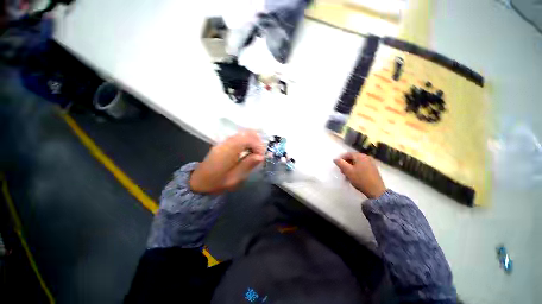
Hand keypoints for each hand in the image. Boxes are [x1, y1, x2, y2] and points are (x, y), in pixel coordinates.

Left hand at [190, 130, 264, 193]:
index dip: (258, 146)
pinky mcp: (224, 143)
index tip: (261, 157)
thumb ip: (247, 165)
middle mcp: (226, 143)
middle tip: (260, 154)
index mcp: (228, 151)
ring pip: (243, 133)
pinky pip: (239, 137)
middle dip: (257, 142)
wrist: (199, 182)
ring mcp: (224, 142)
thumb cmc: (217, 183)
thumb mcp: (234, 179)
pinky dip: (247, 141)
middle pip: (246, 133)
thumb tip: (261, 156)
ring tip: (256, 153)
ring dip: (253, 141)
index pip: (247, 139)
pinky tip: (249, 150)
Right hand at [334, 152, 385, 198]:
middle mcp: (366, 157)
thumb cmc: (360, 179)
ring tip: (347, 174)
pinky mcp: (373, 169)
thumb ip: (340, 163)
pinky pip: (362, 166)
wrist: (376, 190)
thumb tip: (335, 159)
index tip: (337, 165)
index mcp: (360, 156)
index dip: (341, 158)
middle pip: (353, 158)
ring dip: (351, 167)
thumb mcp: (348, 171)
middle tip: (342, 170)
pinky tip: (355, 176)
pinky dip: (356, 169)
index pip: (348, 154)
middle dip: (346, 163)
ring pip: (357, 162)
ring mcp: (371, 163)